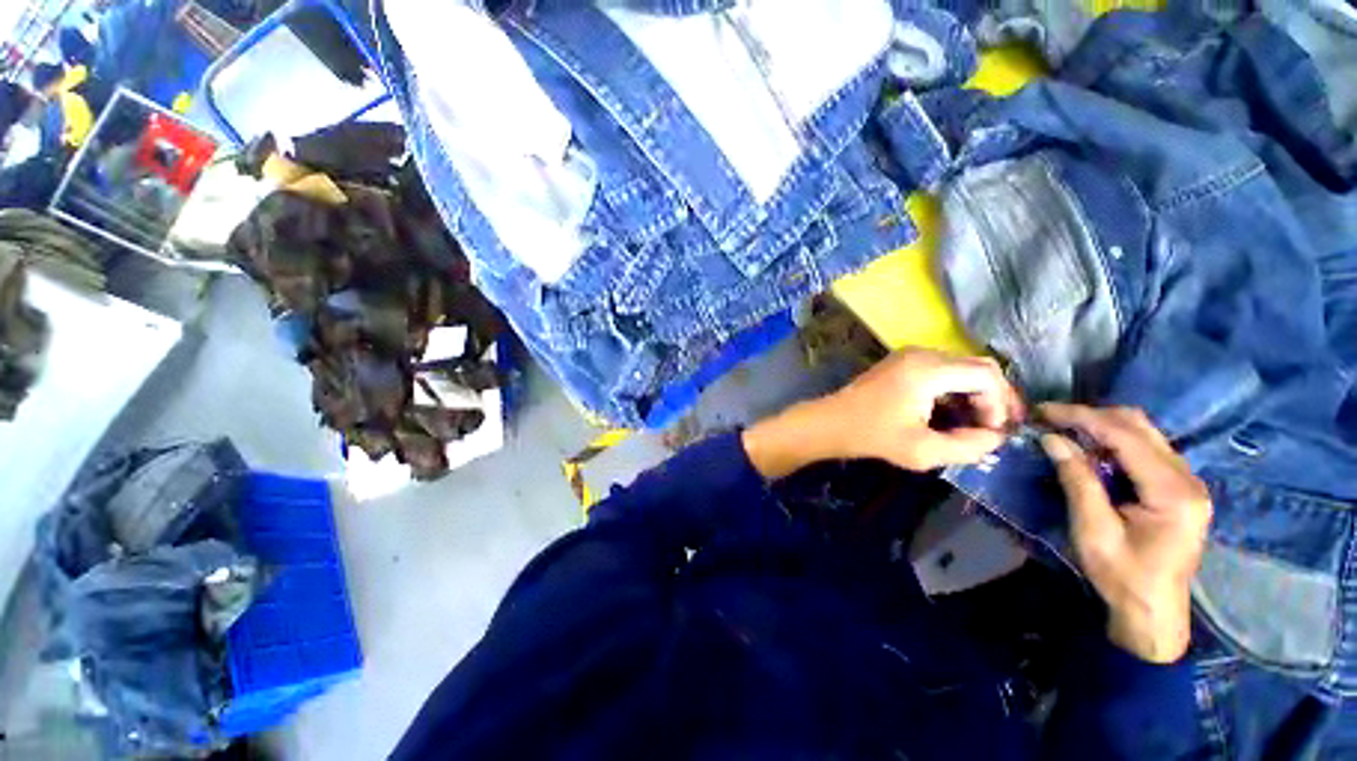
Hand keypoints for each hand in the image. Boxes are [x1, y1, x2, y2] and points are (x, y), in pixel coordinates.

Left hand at [826, 348, 1024, 470]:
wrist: (831, 422)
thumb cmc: (872, 435)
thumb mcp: (922, 451)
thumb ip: (968, 446)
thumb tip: (996, 438)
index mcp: (928, 369)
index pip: (986, 375)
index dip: (1000, 404)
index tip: (994, 432)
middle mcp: (922, 353)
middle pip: (977, 367)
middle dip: (993, 398)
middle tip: (996, 428)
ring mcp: (909, 355)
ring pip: (960, 368)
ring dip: (974, 394)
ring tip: (976, 424)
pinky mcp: (901, 362)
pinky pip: (941, 370)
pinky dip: (954, 389)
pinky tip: (953, 413)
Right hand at [1038, 404, 1211, 663]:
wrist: (1153, 612)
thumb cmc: (1122, 576)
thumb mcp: (1093, 530)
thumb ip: (1077, 480)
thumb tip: (1051, 439)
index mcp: (1172, 492)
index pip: (1126, 436)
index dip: (1082, 417)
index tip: (1043, 411)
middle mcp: (1187, 478)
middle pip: (1140, 426)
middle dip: (1091, 416)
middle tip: (1050, 418)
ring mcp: (1187, 481)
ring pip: (1144, 433)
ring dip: (1102, 426)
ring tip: (1064, 429)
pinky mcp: (1179, 487)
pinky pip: (1145, 448)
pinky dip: (1113, 440)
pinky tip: (1089, 447)